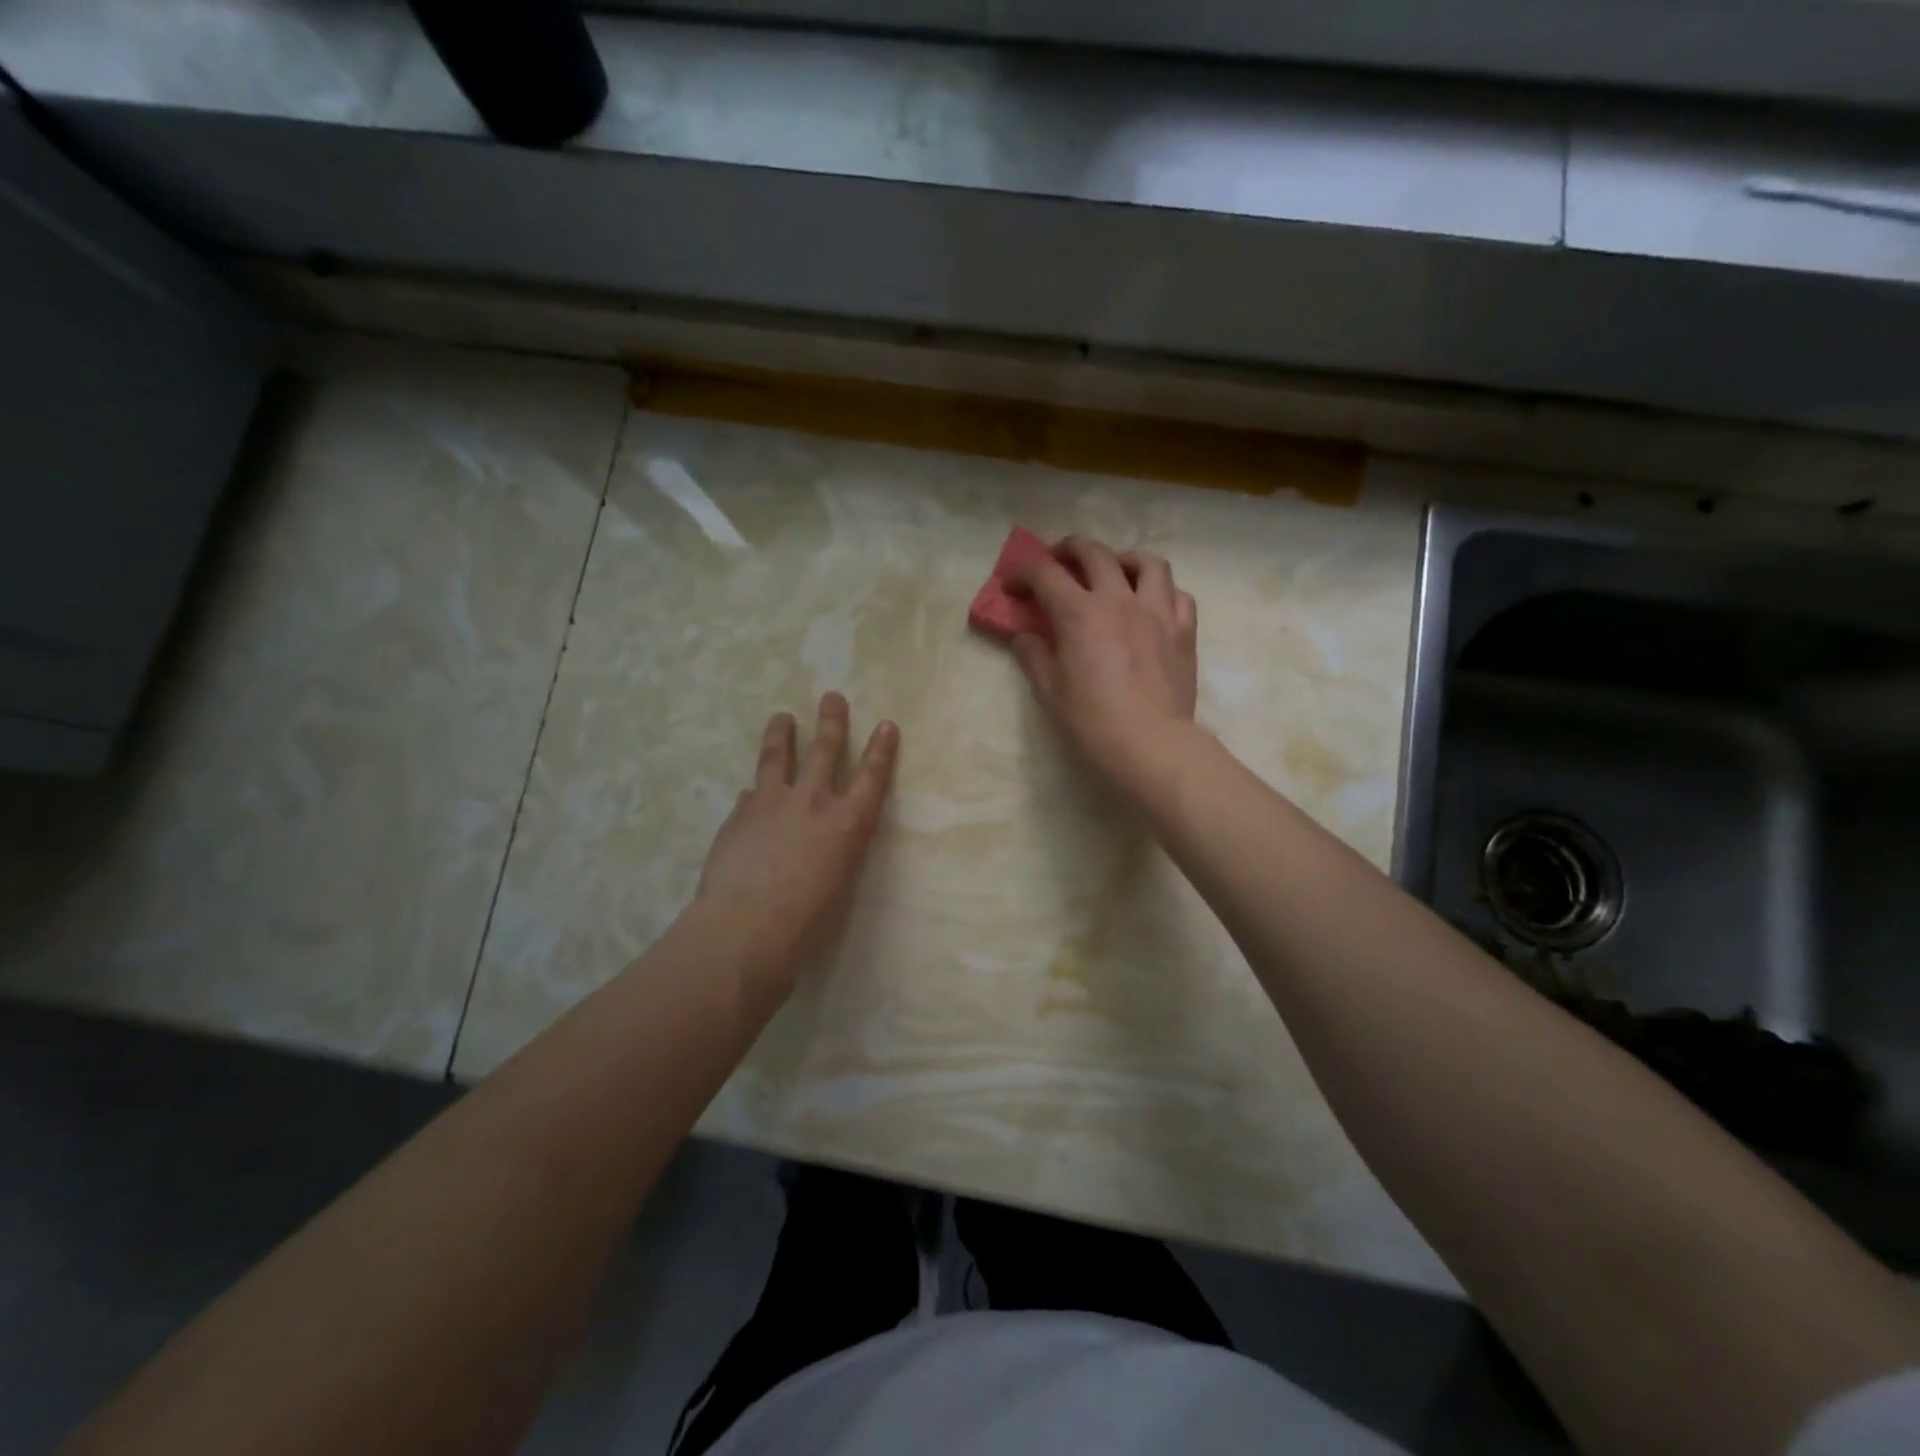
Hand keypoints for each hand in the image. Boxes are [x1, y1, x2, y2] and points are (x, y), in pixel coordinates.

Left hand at [694, 692, 899, 989]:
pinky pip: (750, 794)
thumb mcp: (839, 887)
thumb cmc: (806, 924)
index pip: (872, 778)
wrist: (744, 929)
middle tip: (832, 697)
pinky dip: (755, 790)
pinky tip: (751, 792)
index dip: (881, 750)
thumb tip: (821, 840)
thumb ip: (835, 853)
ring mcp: (771, 803)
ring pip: (777, 757)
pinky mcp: (738, 815)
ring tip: (781, 716)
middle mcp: (812, 802)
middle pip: (825, 750)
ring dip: (781, 734)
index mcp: (847, 823)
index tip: (886, 725)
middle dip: (832, 721)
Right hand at [1007, 536, 1198, 797]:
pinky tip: (1152, 604)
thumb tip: (1023, 636)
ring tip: (1114, 571)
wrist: (1151, 745)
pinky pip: (1178, 594)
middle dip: (1070, 550)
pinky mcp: (1184, 631)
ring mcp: (1158, 612)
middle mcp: (1119, 600)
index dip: (1023, 574)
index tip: (1012, 587)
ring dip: (1123, 559)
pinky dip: (1162, 591)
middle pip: (1095, 554)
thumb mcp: (1050, 691)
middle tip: (1058, 561)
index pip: (1045, 575)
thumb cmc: (1092, 722)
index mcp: (1080, 613)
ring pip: (1146, 563)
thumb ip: (1034, 655)